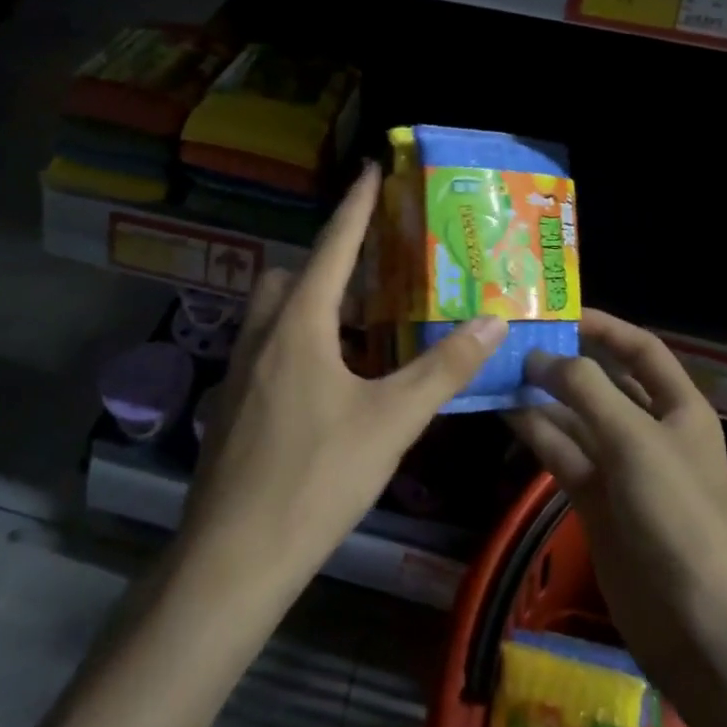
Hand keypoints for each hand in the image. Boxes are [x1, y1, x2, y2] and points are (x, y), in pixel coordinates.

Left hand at [180, 165, 505, 601]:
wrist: (233, 559)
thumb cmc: (315, 479)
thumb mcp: (391, 421)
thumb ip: (443, 369)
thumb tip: (493, 322)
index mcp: (298, 324)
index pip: (333, 246)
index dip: (356, 205)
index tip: (371, 168)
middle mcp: (261, 335)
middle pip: (293, 275)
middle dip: (331, 262)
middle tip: (377, 273)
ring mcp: (240, 372)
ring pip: (275, 314)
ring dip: (314, 305)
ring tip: (363, 325)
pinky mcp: (233, 406)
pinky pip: (269, 349)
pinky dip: (301, 342)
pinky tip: (333, 382)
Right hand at [509, 311, 726, 697]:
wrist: (696, 623)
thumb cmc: (676, 515)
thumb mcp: (634, 439)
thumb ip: (586, 389)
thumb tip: (540, 356)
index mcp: (678, 408)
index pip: (640, 350)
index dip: (604, 326)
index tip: (558, 311)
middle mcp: (650, 431)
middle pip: (603, 382)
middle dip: (563, 361)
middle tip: (513, 340)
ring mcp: (621, 468)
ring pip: (576, 418)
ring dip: (541, 397)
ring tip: (496, 370)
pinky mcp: (596, 500)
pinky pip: (563, 454)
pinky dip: (536, 434)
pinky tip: (502, 413)